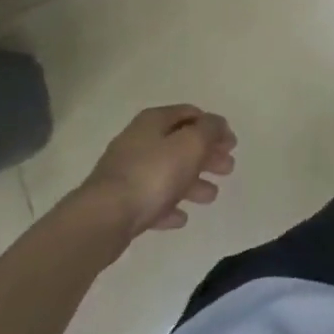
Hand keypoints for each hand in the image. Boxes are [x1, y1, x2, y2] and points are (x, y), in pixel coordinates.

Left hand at [74, 105, 236, 241]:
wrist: (102, 219)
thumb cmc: (153, 174)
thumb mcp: (192, 143)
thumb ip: (210, 130)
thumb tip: (217, 125)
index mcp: (154, 122)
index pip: (190, 114)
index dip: (214, 126)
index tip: (231, 143)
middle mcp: (138, 142)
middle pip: (180, 144)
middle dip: (206, 155)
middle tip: (227, 168)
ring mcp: (126, 173)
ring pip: (168, 173)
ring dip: (192, 182)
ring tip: (211, 196)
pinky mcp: (119, 203)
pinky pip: (151, 200)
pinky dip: (168, 205)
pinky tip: (181, 218)